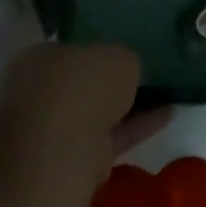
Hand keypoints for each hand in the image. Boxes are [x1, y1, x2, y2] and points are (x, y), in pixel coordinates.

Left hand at [0, 42, 170, 153]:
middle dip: (109, 82)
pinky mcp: (72, 157)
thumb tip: (124, 69)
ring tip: (167, 94)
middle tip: (144, 74)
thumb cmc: (82, 86)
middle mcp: (36, 93)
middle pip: (80, 84)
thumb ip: (122, 60)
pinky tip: (169, 114)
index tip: (124, 52)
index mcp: (37, 59)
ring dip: (128, 107)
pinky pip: (111, 135)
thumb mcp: (118, 55)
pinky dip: (137, 126)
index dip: (98, 49)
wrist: (62, 149)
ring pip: (96, 113)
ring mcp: (52, 129)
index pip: (69, 49)